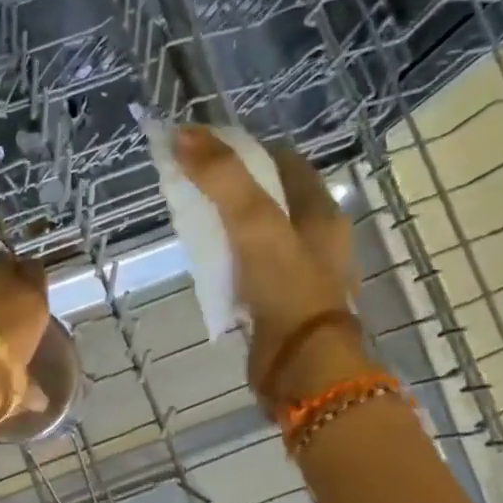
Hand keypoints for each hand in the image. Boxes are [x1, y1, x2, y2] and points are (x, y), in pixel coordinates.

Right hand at [173, 126, 362, 405]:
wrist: (301, 367)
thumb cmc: (287, 289)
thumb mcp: (255, 224)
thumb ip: (222, 179)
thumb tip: (182, 135)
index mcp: (321, 211)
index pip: (283, 162)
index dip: (245, 149)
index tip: (204, 149)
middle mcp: (315, 239)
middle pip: (270, 198)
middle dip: (232, 188)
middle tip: (191, 185)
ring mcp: (298, 275)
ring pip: (258, 236)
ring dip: (228, 226)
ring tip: (191, 222)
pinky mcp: (278, 305)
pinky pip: (249, 271)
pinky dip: (227, 262)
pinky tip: (205, 265)